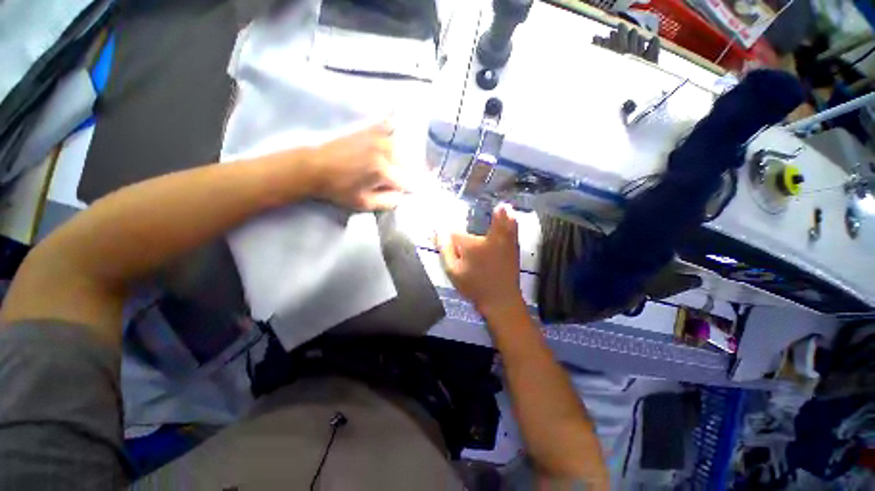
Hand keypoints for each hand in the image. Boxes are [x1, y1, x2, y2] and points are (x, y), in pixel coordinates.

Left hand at [305, 120, 410, 210]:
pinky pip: (389, 125)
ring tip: (387, 166)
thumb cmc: (339, 189)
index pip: (406, 182)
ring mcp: (377, 137)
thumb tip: (401, 194)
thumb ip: (388, 202)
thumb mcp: (364, 204)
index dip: (401, 190)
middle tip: (388, 181)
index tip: (393, 192)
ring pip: (400, 149)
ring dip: (398, 159)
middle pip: (405, 165)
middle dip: (400, 174)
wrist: (314, 167)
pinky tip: (395, 128)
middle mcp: (384, 151)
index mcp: (383, 171)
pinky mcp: (368, 129)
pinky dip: (394, 128)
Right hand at [435, 204, 523, 315]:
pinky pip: (511, 227)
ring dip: (497, 213)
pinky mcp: (511, 245)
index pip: (454, 234)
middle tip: (464, 237)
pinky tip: (509, 210)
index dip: (447, 236)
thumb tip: (438, 232)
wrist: (501, 299)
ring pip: (497, 222)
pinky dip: (510, 218)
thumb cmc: (474, 286)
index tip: (442, 236)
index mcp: (469, 244)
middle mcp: (486, 237)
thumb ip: (445, 250)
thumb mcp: (453, 271)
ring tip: (500, 206)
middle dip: (465, 232)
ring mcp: (501, 240)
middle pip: (474, 228)